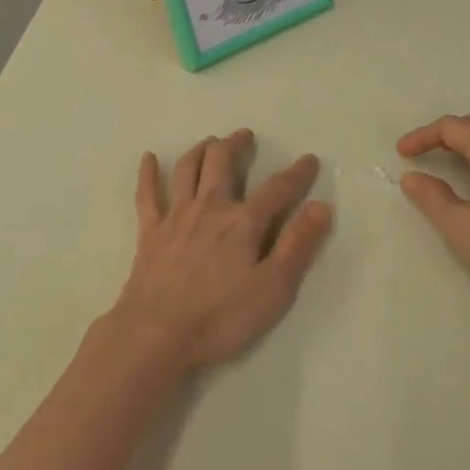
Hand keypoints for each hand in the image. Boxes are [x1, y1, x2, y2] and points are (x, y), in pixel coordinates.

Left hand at [109, 129, 332, 373]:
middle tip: (245, 135)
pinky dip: (148, 173)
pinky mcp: (150, 232)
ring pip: (188, 169)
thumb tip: (321, 206)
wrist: (156, 333)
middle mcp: (210, 207)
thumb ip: (298, 245)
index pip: (277, 189)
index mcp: (243, 222)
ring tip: (210, 142)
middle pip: (222, 162)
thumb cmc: (220, 317)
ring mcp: (176, 216)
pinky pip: (147, 194)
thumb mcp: (273, 288)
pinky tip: (150, 158)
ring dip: (200, 150)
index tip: (309, 159)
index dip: (296, 173)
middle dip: (235, 144)